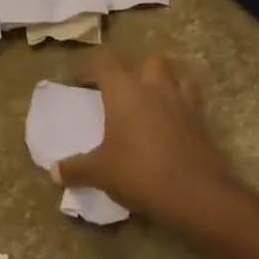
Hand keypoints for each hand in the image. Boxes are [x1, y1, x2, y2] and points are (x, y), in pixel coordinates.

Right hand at [56, 52, 236, 226]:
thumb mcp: (101, 173)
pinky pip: (193, 107)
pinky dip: (183, 112)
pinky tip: (174, 131)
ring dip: (167, 86)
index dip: (88, 67)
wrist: (196, 196)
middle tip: (125, 93)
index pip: (103, 62)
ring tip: (155, 105)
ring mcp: (183, 104)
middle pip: (150, 62)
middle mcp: (155, 88)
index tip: (77, 80)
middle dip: (138, 71)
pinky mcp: (204, 125)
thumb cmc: (139, 173)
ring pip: (178, 79)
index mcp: (125, 91)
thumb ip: (77, 169)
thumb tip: (54, 172)